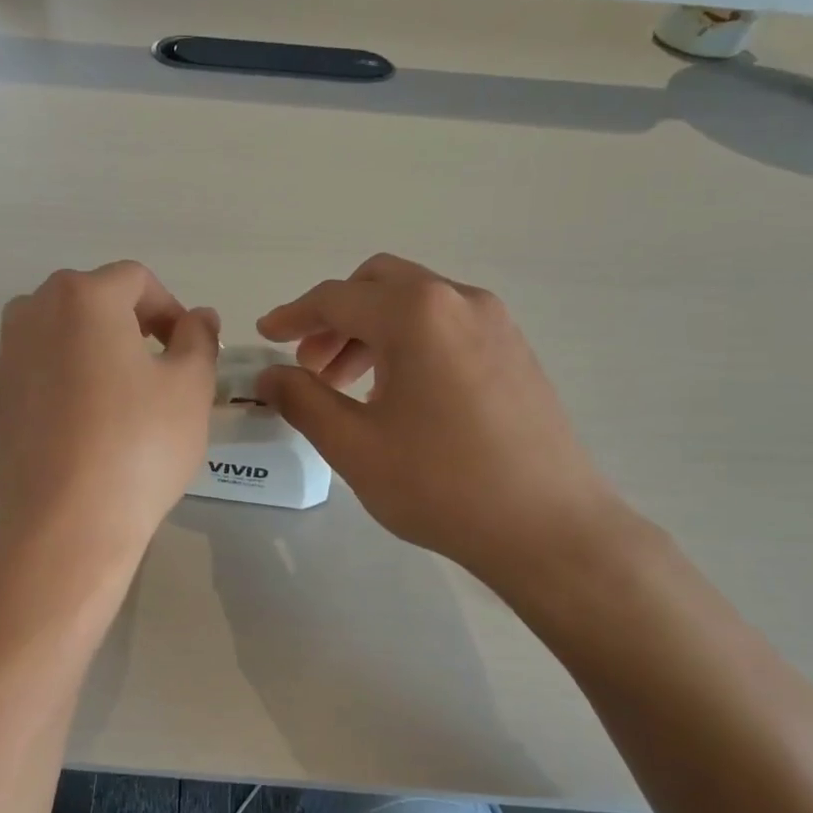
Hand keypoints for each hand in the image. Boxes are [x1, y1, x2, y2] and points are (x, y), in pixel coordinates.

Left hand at [0, 262, 218, 555]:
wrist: (66, 524)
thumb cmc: (139, 446)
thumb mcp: (190, 388)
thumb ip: (199, 339)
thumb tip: (198, 318)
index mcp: (83, 297)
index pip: (136, 279)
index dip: (171, 308)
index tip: (189, 349)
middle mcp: (34, 312)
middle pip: (91, 298)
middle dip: (130, 322)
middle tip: (160, 367)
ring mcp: (7, 356)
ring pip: (59, 331)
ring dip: (94, 346)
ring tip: (122, 391)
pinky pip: (39, 368)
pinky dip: (66, 377)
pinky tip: (86, 422)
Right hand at [256, 253, 624, 596]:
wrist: (548, 527)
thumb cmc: (441, 484)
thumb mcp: (354, 446)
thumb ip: (303, 400)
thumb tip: (269, 375)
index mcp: (416, 314)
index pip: (336, 299)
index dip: (292, 315)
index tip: (264, 336)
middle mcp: (458, 300)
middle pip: (378, 285)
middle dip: (335, 317)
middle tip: (310, 365)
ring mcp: (495, 323)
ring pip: (415, 303)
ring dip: (371, 330)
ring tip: (347, 385)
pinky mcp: (514, 350)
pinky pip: (446, 325)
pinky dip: (408, 341)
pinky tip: (398, 393)